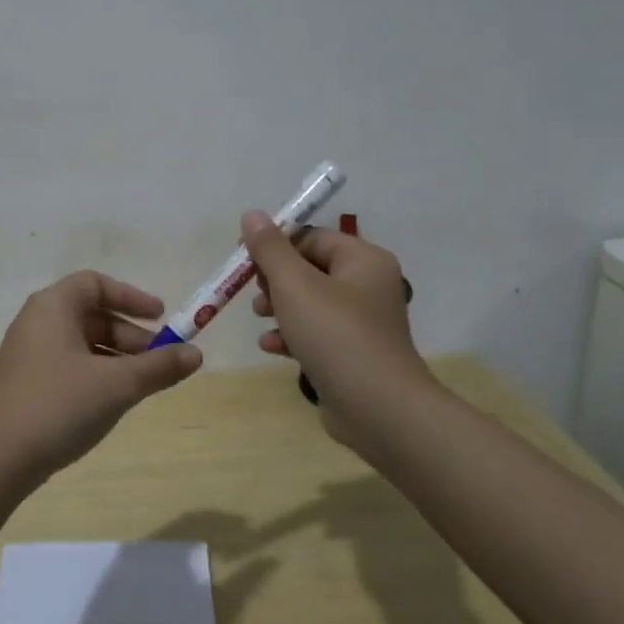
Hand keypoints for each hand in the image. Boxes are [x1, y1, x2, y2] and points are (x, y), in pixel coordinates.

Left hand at [0, 271, 203, 486]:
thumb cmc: (58, 406)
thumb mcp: (117, 385)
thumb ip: (159, 367)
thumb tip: (197, 354)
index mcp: (52, 307)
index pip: (95, 284)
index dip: (131, 297)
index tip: (162, 317)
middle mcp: (36, 321)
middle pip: (91, 314)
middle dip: (130, 334)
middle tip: (160, 359)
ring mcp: (28, 353)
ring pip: (81, 342)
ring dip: (116, 357)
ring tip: (143, 384)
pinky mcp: (25, 382)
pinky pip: (68, 363)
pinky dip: (96, 372)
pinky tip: (112, 400)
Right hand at [241, 211, 433, 448]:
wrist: (378, 409)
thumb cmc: (335, 335)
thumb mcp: (294, 285)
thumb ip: (270, 248)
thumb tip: (252, 214)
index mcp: (363, 260)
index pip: (311, 237)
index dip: (276, 246)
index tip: (245, 260)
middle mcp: (368, 285)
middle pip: (309, 269)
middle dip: (275, 281)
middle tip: (256, 295)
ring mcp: (363, 322)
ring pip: (310, 302)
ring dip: (279, 308)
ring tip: (261, 319)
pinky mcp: (354, 353)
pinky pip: (317, 332)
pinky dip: (293, 335)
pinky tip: (273, 347)